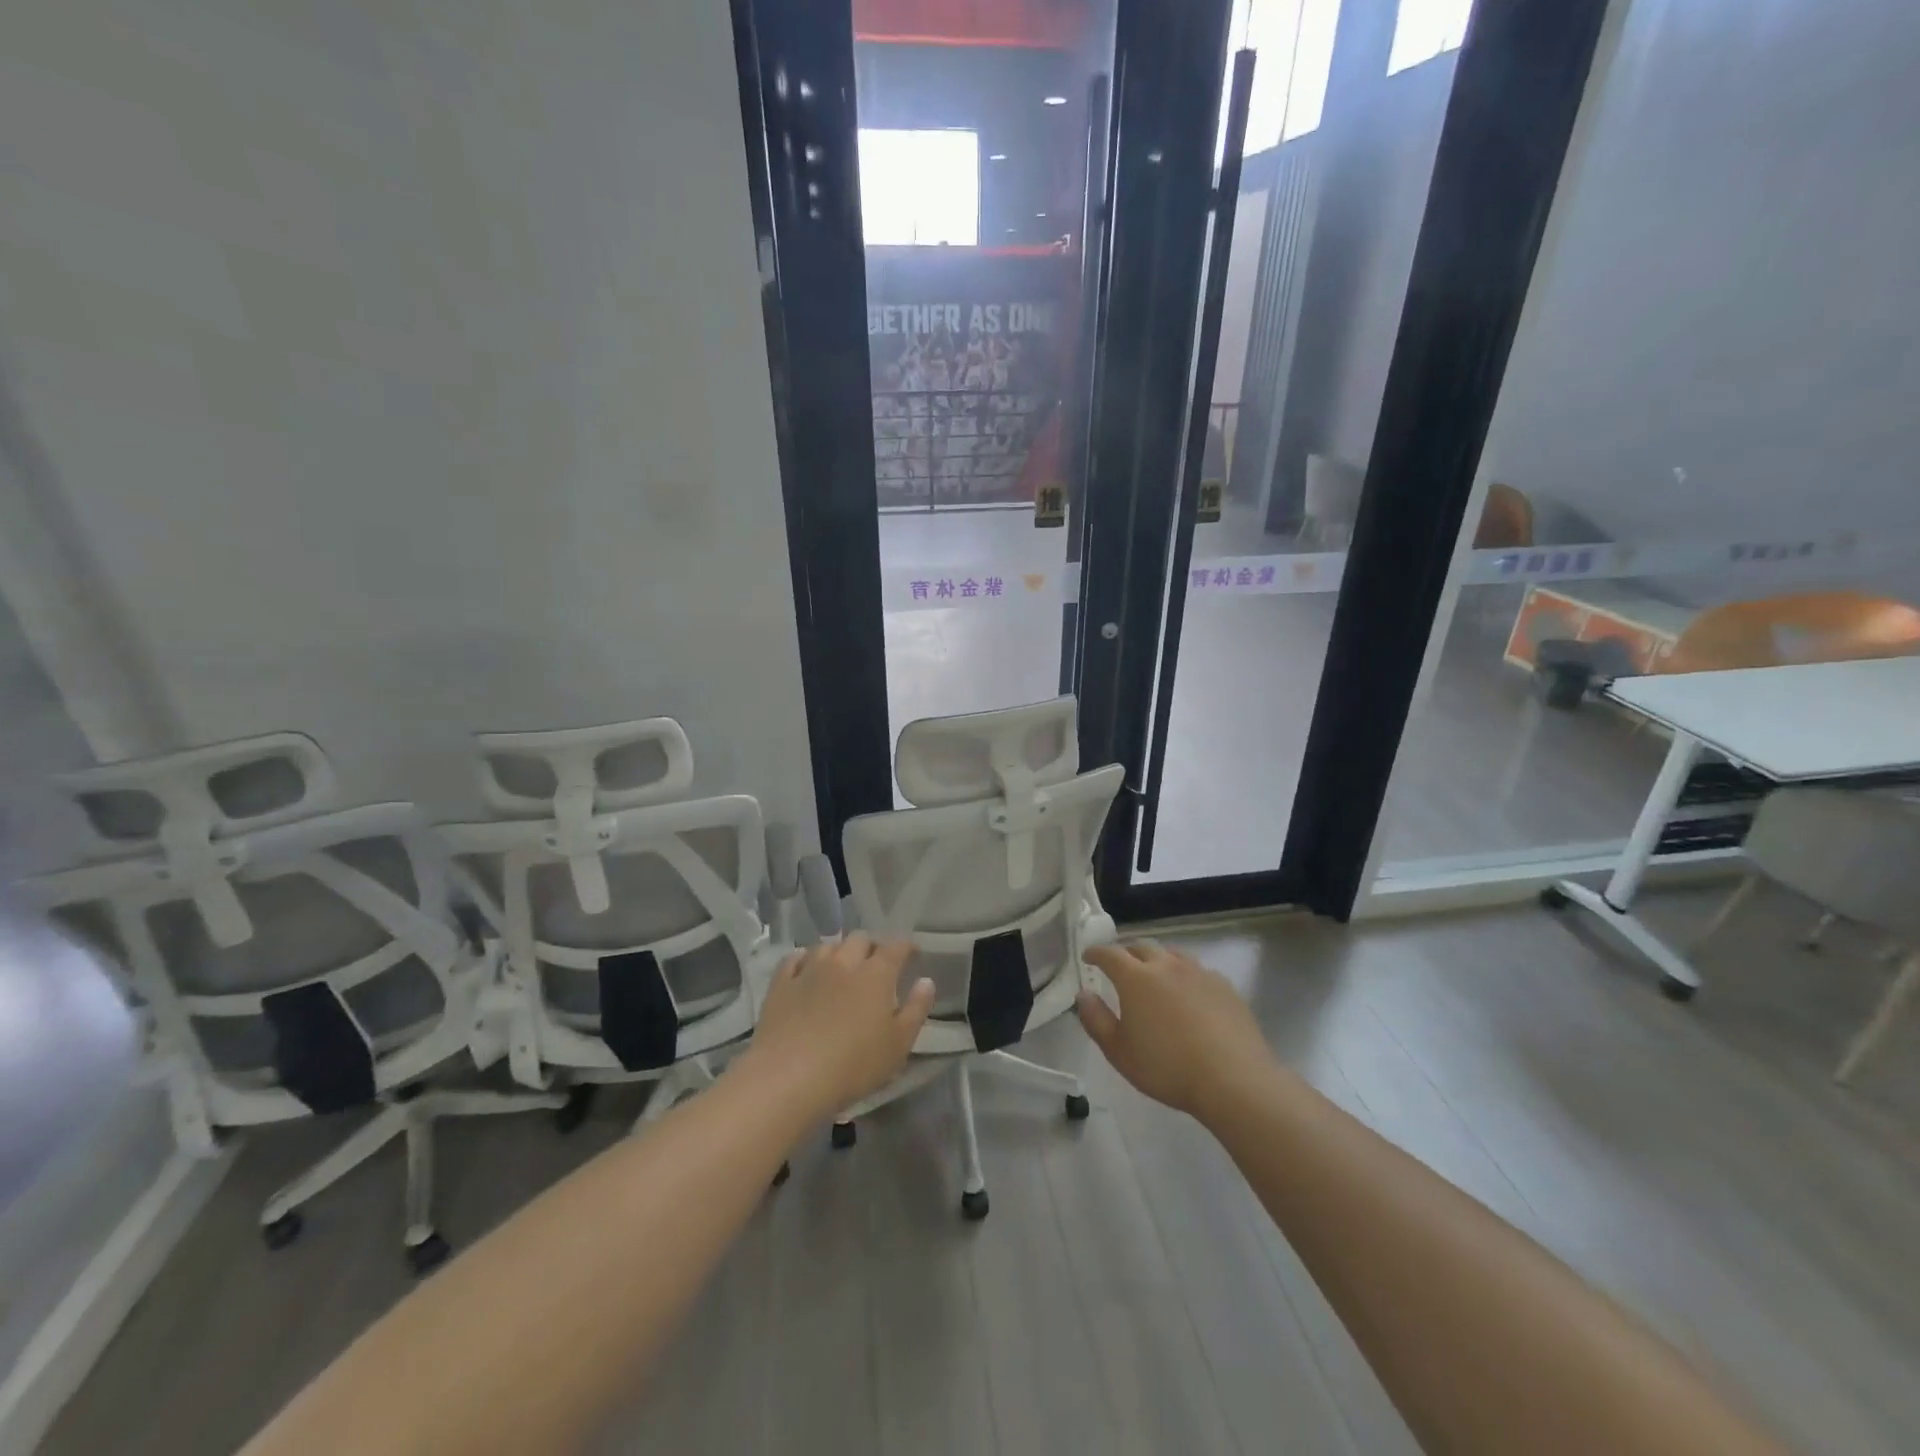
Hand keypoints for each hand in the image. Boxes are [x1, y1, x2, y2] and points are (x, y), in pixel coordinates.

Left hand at [743, 933, 934, 1117]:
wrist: (788, 1078)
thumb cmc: (853, 1065)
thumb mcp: (898, 1045)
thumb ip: (916, 1009)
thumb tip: (926, 981)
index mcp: (876, 974)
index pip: (896, 947)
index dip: (906, 946)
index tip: (912, 954)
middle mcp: (843, 962)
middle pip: (860, 939)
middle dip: (872, 946)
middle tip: (876, 963)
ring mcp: (809, 970)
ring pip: (828, 945)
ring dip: (840, 951)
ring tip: (842, 967)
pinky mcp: (781, 984)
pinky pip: (795, 959)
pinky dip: (806, 959)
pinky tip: (807, 968)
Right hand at [1077, 941, 1276, 1121]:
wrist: (1233, 1079)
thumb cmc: (1167, 1067)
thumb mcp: (1119, 1052)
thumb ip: (1096, 1020)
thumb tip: (1083, 995)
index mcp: (1136, 978)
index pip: (1109, 954)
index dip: (1096, 953)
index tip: (1088, 957)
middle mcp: (1166, 965)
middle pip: (1141, 947)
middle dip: (1126, 953)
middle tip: (1119, 966)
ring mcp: (1198, 972)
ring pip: (1172, 954)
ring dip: (1157, 960)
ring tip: (1154, 975)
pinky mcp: (1224, 986)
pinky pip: (1197, 970)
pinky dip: (1184, 974)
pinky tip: (1189, 993)